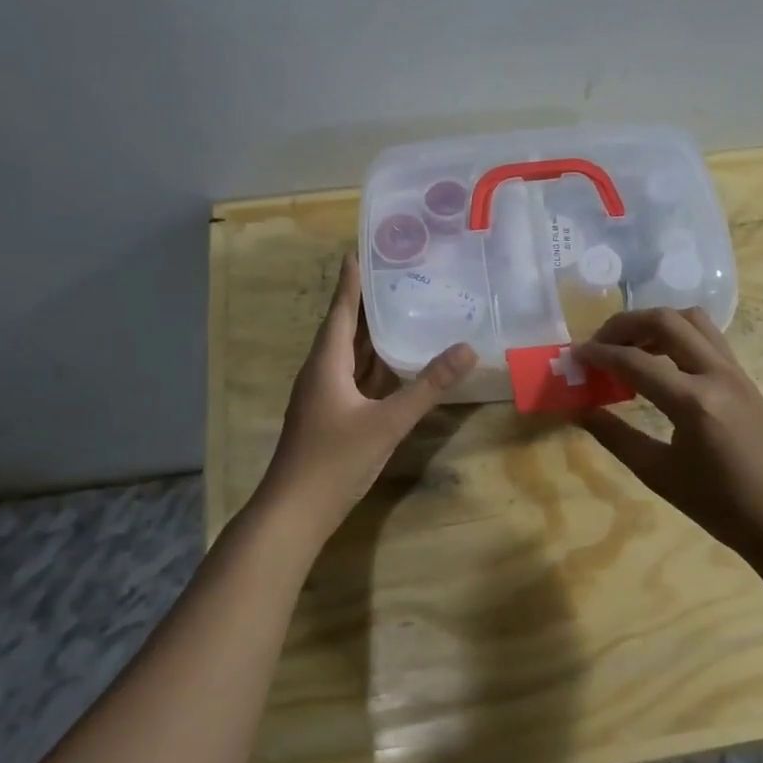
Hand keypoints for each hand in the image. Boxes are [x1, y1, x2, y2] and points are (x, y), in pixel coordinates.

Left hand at [256, 252, 476, 538]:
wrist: (295, 512)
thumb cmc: (335, 460)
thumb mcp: (387, 422)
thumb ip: (428, 386)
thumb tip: (467, 349)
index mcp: (326, 363)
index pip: (341, 311)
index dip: (351, 281)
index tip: (360, 250)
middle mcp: (321, 372)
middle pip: (345, 328)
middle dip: (366, 301)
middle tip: (395, 273)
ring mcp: (324, 396)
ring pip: (350, 354)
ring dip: (371, 332)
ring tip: (400, 306)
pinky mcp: (331, 415)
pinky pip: (355, 376)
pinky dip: (374, 363)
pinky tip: (396, 360)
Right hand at [574, 307, 762, 553]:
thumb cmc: (721, 507)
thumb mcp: (659, 475)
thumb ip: (616, 437)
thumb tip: (581, 410)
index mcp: (694, 402)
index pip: (635, 361)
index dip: (599, 354)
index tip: (575, 356)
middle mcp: (717, 374)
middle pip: (665, 321)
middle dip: (625, 325)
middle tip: (600, 345)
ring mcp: (736, 371)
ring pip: (692, 320)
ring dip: (655, 323)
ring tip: (631, 349)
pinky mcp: (745, 377)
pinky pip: (708, 337)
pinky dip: (678, 335)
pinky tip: (663, 363)